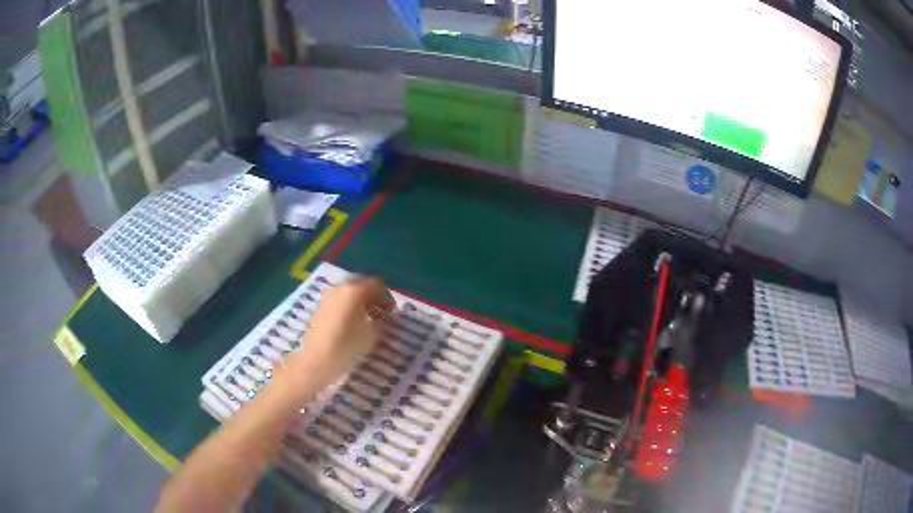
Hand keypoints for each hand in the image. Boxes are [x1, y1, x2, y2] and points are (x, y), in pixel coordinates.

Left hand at [284, 277, 394, 392]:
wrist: (314, 361)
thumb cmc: (345, 347)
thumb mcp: (371, 336)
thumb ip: (381, 322)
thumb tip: (383, 318)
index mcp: (353, 291)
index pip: (375, 284)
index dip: (386, 297)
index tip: (392, 312)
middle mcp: (339, 288)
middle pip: (361, 285)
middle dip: (373, 297)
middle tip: (382, 314)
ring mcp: (327, 297)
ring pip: (349, 293)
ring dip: (361, 303)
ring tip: (368, 321)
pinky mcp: (320, 308)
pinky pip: (339, 301)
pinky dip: (349, 307)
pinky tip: (353, 325)